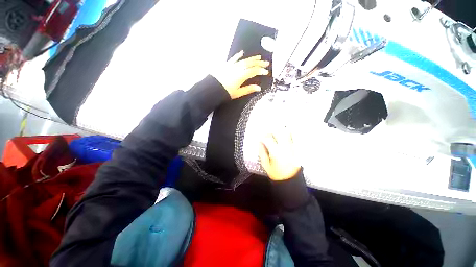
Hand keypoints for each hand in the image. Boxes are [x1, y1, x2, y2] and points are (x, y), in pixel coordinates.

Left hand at [212, 51, 269, 98]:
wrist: (212, 89)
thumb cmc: (225, 92)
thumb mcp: (238, 93)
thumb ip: (248, 89)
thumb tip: (258, 88)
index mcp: (241, 76)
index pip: (254, 71)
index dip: (261, 71)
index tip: (266, 72)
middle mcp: (238, 68)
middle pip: (250, 64)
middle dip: (259, 63)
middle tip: (266, 63)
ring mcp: (232, 65)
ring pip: (244, 60)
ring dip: (252, 58)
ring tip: (258, 57)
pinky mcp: (226, 65)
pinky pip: (233, 59)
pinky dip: (238, 56)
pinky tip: (241, 52)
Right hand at [258, 127, 300, 180]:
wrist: (291, 181)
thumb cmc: (277, 174)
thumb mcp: (266, 165)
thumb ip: (262, 153)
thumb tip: (260, 143)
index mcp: (276, 152)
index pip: (268, 139)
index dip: (263, 137)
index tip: (260, 138)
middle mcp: (285, 148)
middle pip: (279, 132)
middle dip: (271, 131)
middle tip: (267, 133)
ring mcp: (292, 147)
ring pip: (287, 133)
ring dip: (280, 130)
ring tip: (275, 133)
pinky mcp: (296, 149)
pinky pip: (293, 137)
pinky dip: (287, 134)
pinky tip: (283, 135)